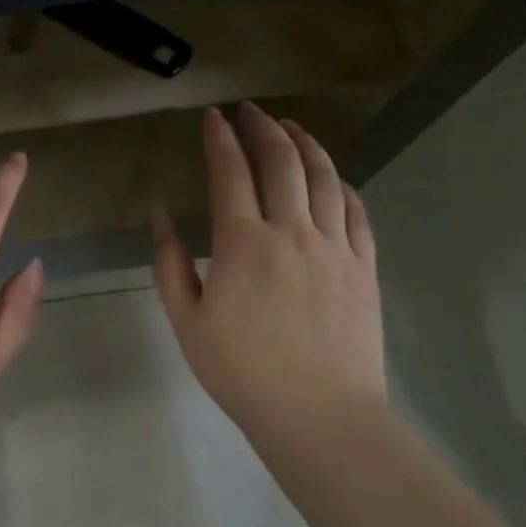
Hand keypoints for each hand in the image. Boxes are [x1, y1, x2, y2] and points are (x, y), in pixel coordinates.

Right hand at [152, 104, 386, 452]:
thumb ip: (169, 264)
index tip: (213, 117)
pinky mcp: (363, 266)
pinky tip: (333, 178)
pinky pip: (356, 211)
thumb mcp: (187, 321)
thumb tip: (162, 217)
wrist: (319, 415)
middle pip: (282, 162)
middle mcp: (292, 231)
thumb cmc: (242, 372)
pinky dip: (342, 185)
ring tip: (292, 128)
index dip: (220, 139)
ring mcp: (335, 247)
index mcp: (243, 243)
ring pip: (324, 178)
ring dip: (306, 145)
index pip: (230, 173)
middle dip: (264, 128)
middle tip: (251, 111)